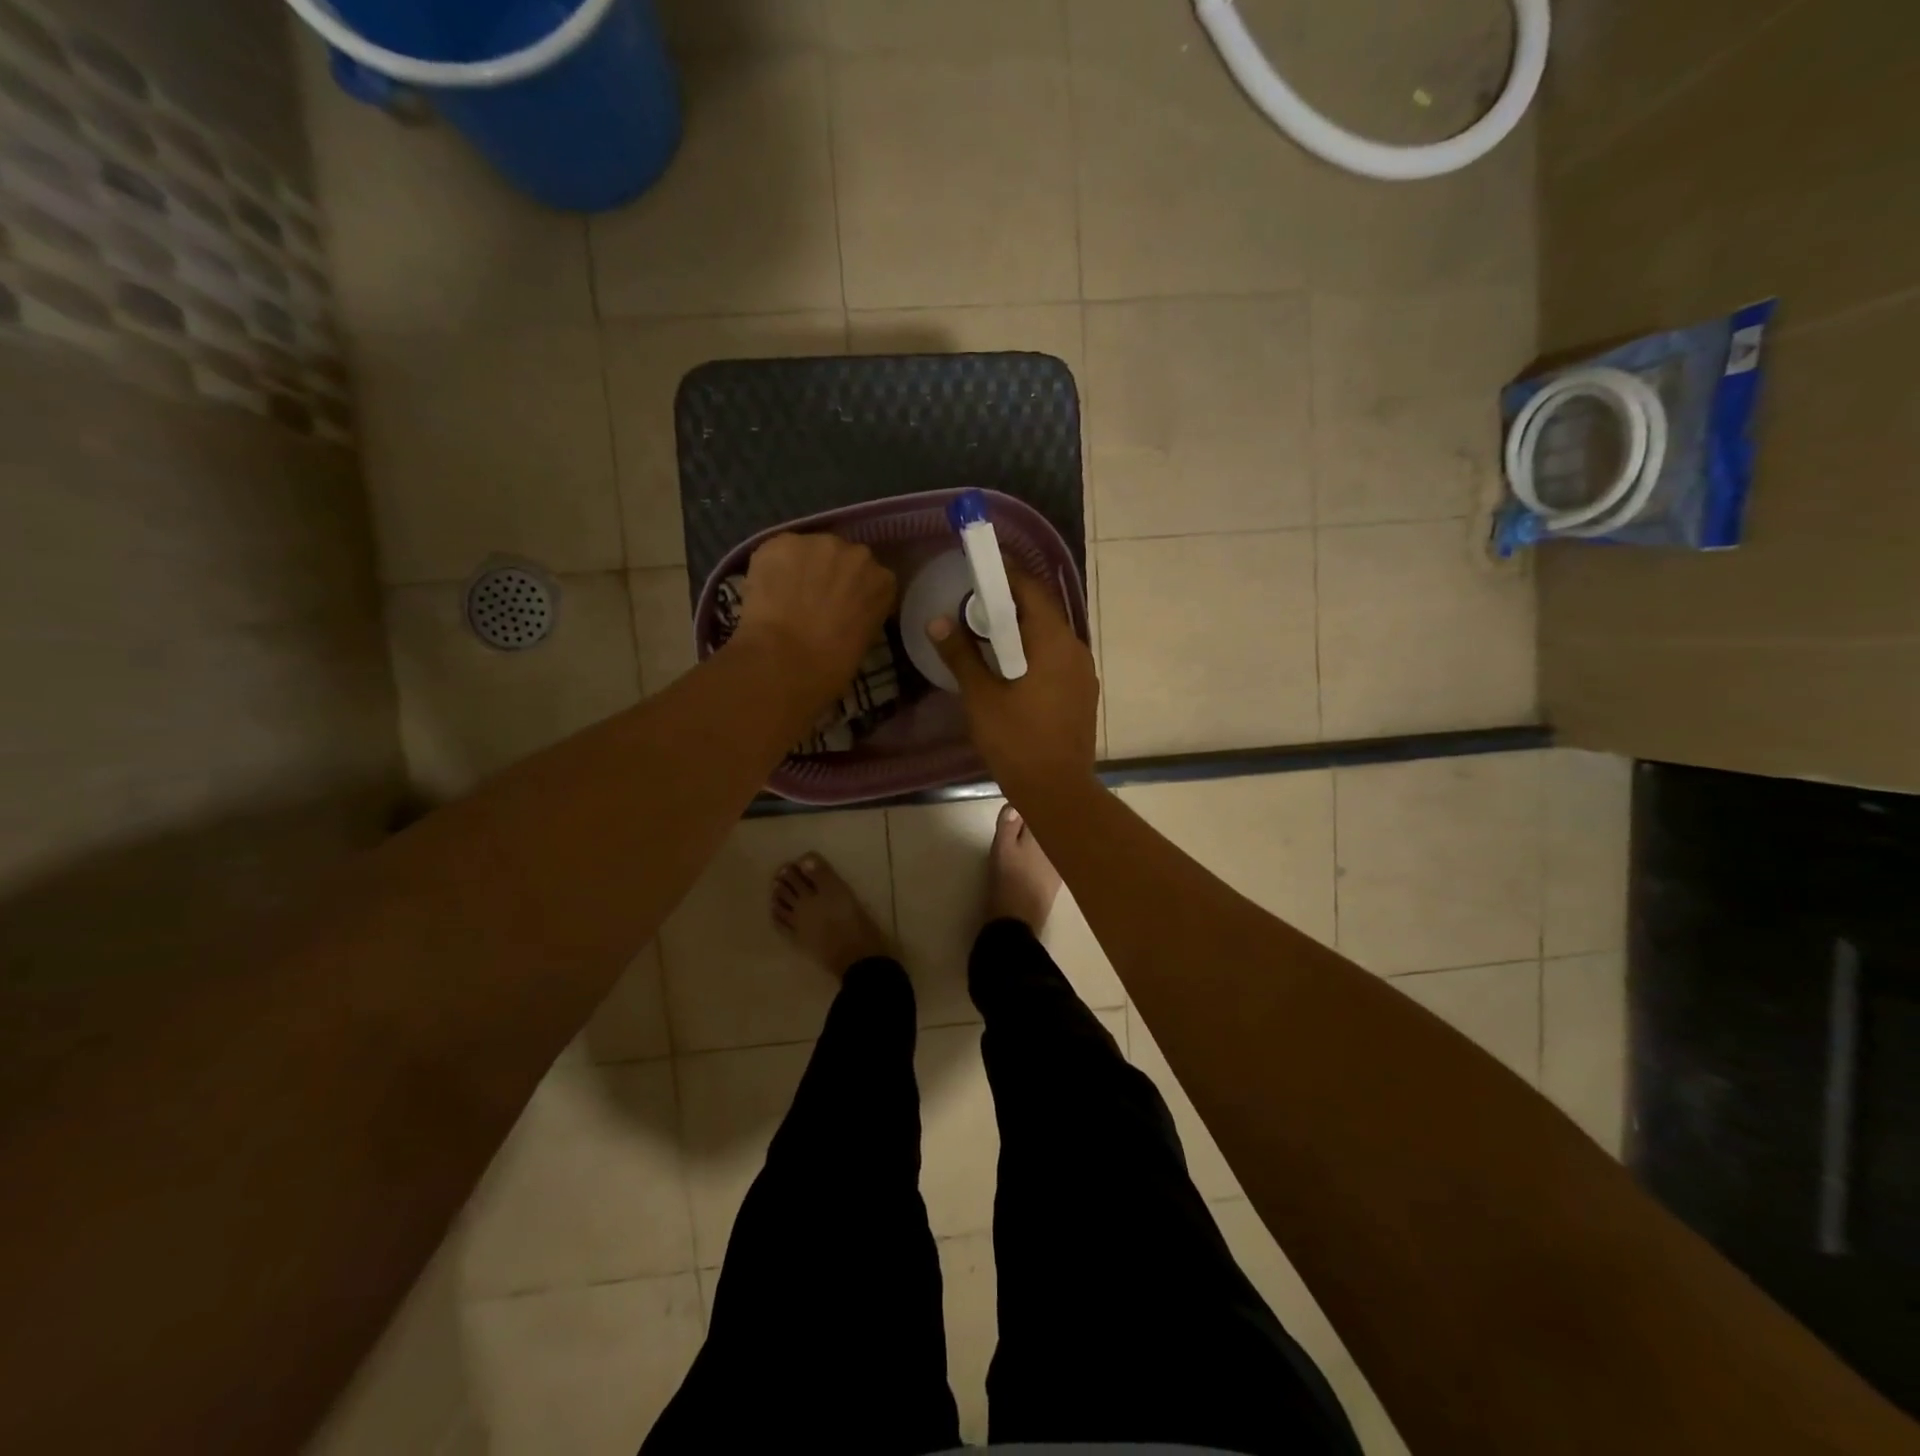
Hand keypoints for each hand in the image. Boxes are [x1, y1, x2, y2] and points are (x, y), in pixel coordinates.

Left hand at [733, 532, 896, 709]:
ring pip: (809, 551)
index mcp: (883, 581)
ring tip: (785, 596)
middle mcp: (857, 554)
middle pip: (842, 558)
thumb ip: (861, 614)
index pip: (872, 579)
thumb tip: (844, 611)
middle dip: (830, 575)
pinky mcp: (783, 542)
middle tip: (813, 602)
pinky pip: (778, 553)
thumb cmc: (832, 666)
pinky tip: (766, 592)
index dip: (854, 592)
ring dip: (801, 568)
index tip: (843, 608)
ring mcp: (819, 544)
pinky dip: (772, 568)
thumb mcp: (863, 641)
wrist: (786, 660)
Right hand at [929, 569, 1098, 802]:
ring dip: (1022, 629)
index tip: (980, 568)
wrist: (1057, 791)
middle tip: (976, 602)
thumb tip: (937, 620)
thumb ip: (960, 655)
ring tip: (988, 633)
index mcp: (1054, 642)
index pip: (1031, 590)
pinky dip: (1034, 651)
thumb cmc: (1016, 741)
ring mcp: (1084, 673)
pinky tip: (1011, 667)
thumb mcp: (981, 697)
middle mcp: (1076, 649)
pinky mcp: (1083, 694)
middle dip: (1011, 602)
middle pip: (1043, 611)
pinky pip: (1057, 658)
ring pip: (1051, 636)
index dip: (1006, 574)